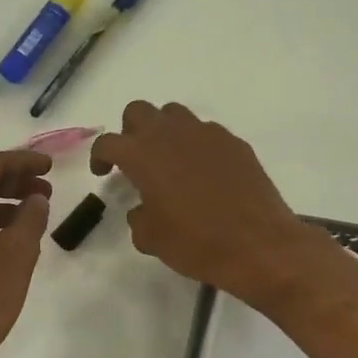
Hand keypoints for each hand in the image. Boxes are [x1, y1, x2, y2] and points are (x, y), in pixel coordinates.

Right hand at [90, 101, 329, 304]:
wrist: (258, 245)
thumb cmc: (196, 243)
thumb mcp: (152, 239)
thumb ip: (138, 217)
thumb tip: (142, 209)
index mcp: (143, 155)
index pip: (109, 143)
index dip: (99, 156)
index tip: (103, 173)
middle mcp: (172, 134)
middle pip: (139, 112)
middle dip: (130, 131)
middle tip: (134, 160)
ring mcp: (207, 134)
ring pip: (175, 114)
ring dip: (164, 132)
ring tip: (169, 162)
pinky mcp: (235, 143)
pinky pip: (206, 133)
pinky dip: (197, 146)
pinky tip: (204, 174)